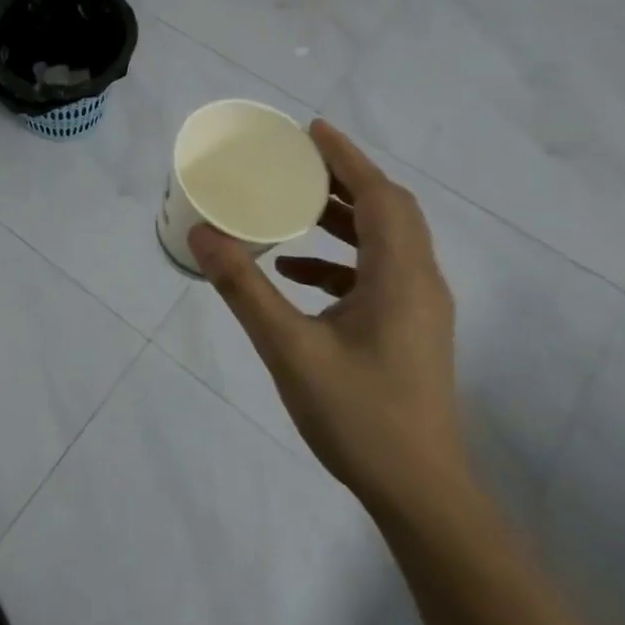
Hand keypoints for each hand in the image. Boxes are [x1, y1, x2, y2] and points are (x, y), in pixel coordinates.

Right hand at [188, 119, 465, 517]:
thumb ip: (245, 288)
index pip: (380, 196)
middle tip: (296, 161)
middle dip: (344, 179)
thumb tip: (203, 234)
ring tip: (292, 205)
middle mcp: (420, 282)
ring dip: (342, 217)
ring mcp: (419, 309)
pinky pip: (377, 274)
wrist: (421, 495)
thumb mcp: (290, 348)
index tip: (310, 130)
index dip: (347, 158)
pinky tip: (296, 272)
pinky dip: (339, 259)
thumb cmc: (359, 416)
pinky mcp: (410, 331)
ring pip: (385, 241)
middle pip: (388, 210)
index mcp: (400, 276)